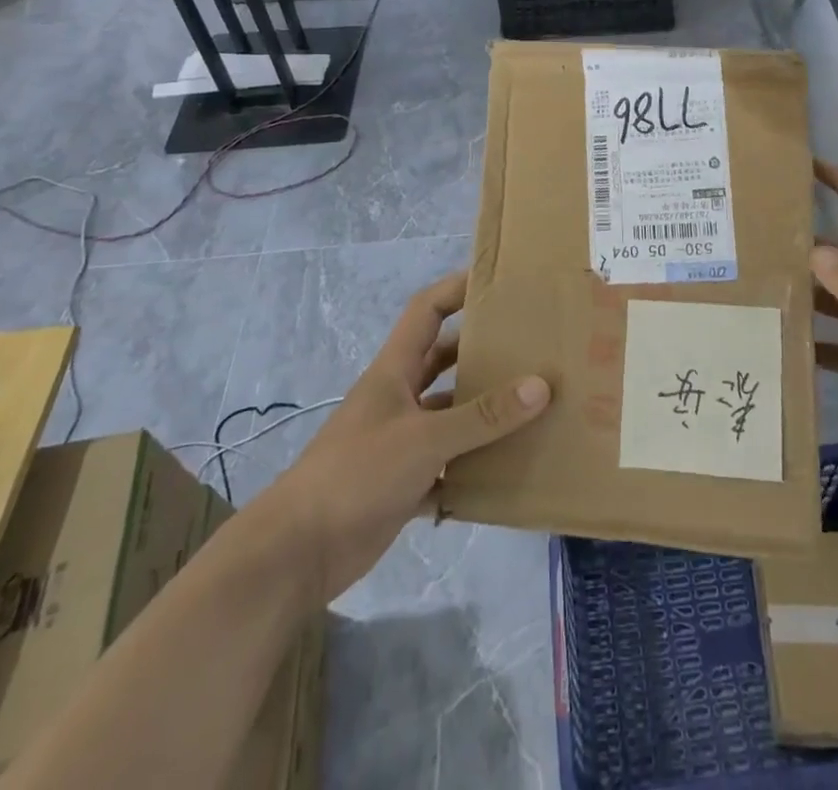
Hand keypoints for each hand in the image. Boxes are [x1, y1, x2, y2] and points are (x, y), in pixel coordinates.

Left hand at [267, 270, 549, 601]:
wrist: (297, 553)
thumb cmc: (357, 474)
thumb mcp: (425, 439)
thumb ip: (483, 416)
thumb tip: (541, 385)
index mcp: (394, 371)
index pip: (427, 311)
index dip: (457, 289)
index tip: (498, 284)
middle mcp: (398, 398)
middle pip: (443, 361)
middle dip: (481, 353)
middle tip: (528, 348)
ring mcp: (399, 441)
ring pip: (448, 415)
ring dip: (481, 414)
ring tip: (531, 409)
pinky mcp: (401, 483)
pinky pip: (447, 466)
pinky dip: (471, 468)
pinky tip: (507, 474)